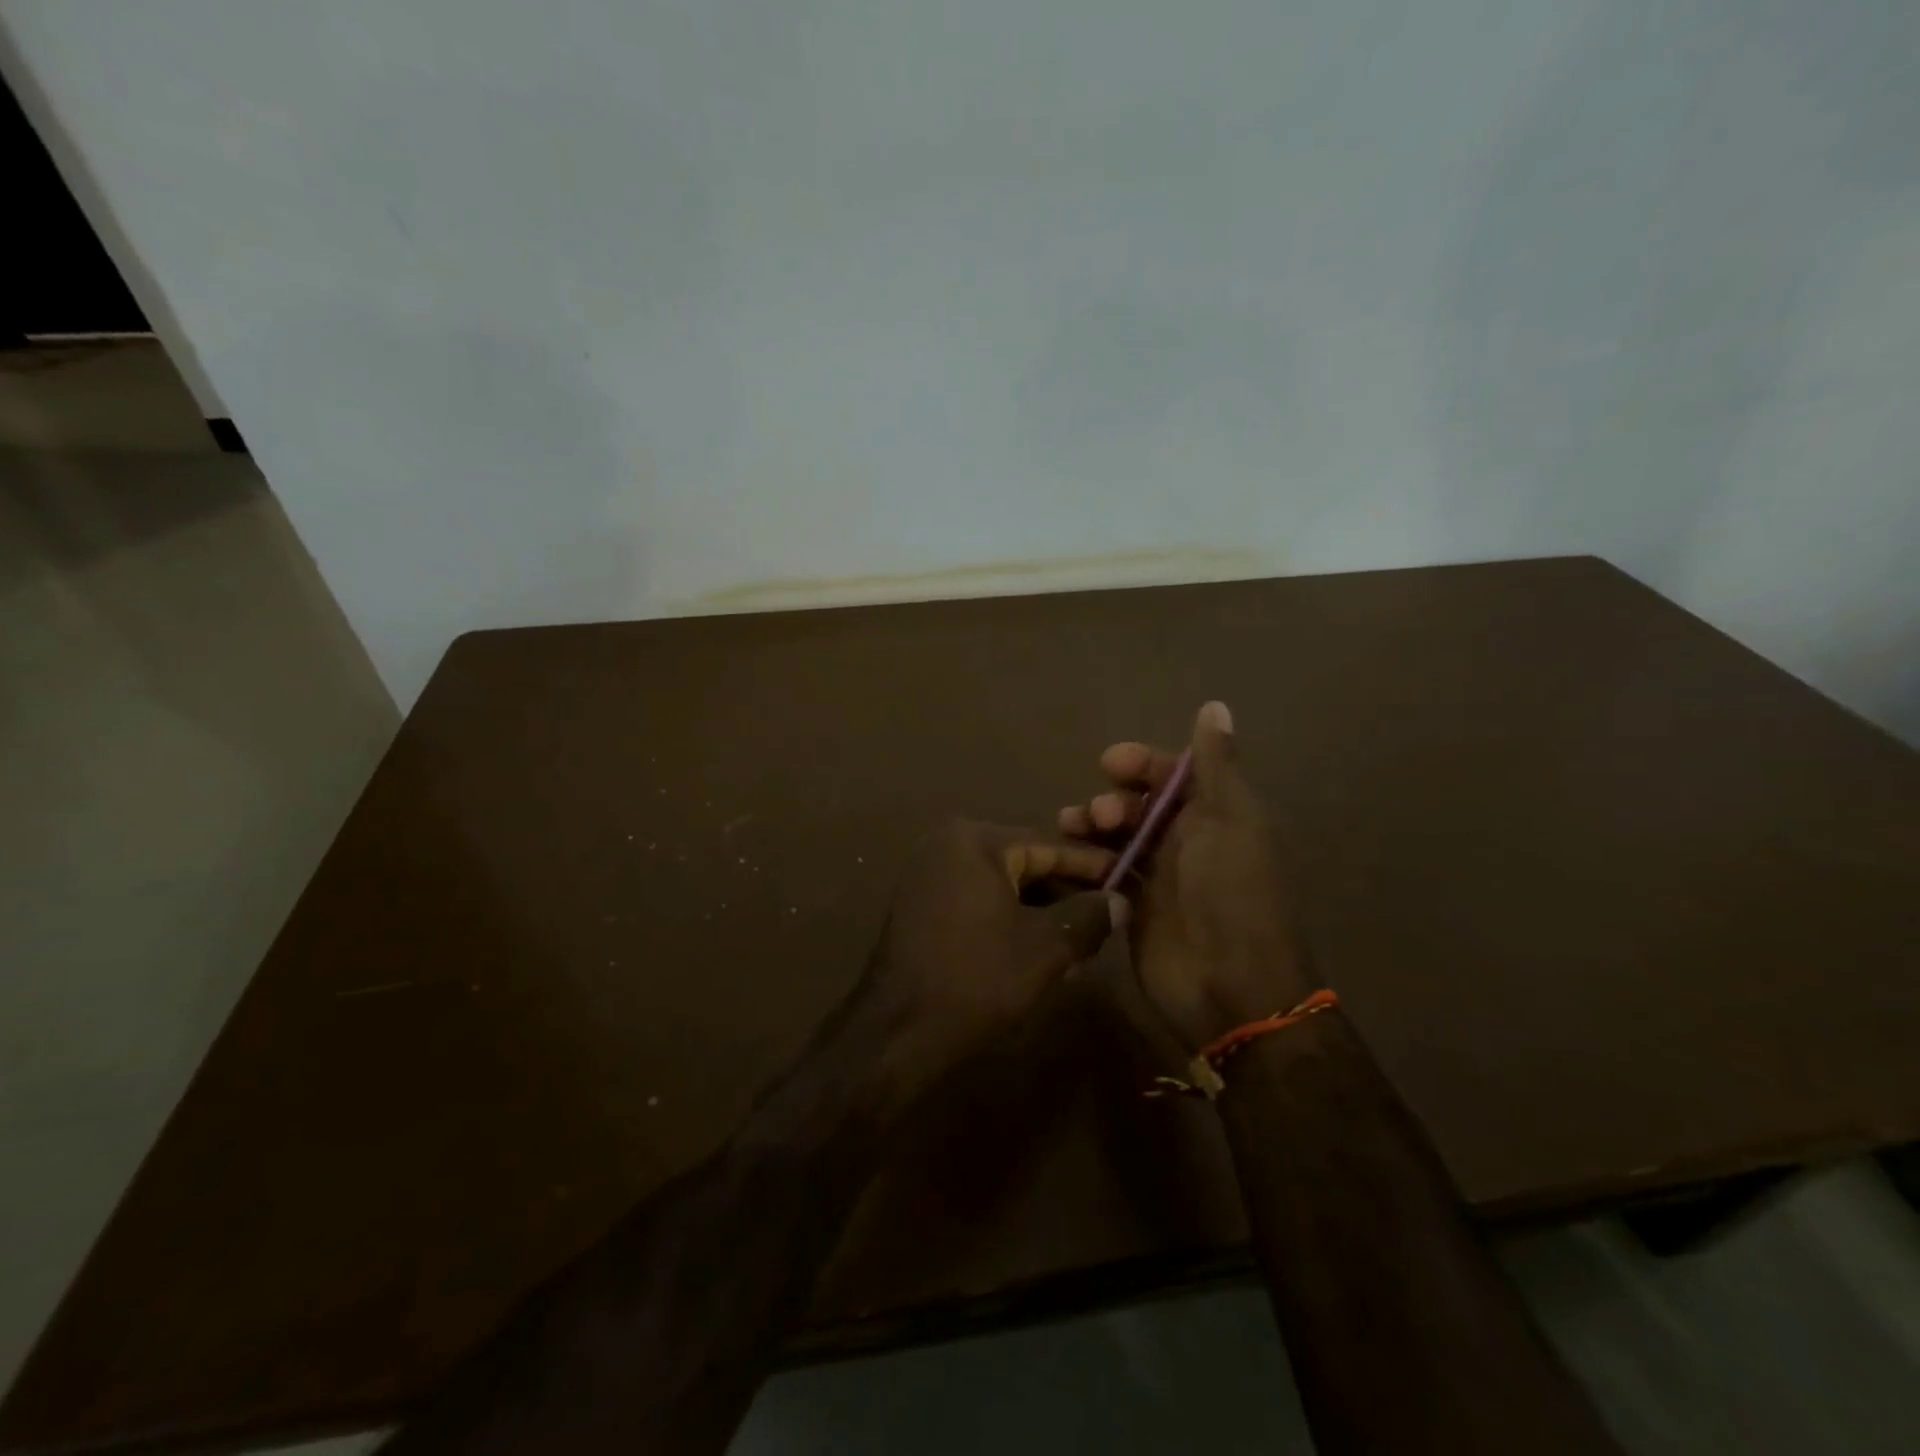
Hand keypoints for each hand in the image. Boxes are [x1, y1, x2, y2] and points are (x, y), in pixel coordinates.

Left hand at [854, 820, 1124, 1093]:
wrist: (896, 1032)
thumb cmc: (976, 979)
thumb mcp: (1045, 948)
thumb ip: (1088, 916)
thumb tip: (1119, 901)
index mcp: (975, 840)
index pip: (1049, 845)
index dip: (1093, 865)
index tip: (1131, 877)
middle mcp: (948, 845)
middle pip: (1025, 864)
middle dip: (1068, 894)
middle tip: (1110, 918)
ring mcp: (930, 875)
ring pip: (1004, 886)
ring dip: (1043, 913)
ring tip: (1083, 945)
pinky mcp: (922, 906)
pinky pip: (980, 902)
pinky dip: (1011, 921)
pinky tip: (1043, 953)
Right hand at [1059, 702, 1315, 1049]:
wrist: (1230, 986)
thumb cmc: (1232, 894)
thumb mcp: (1230, 819)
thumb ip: (1216, 765)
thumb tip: (1216, 705)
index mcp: (1215, 815)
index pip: (1174, 774)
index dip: (1143, 763)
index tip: (1111, 762)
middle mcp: (1187, 841)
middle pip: (1140, 804)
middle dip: (1113, 800)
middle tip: (1098, 816)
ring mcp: (1160, 877)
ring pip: (1117, 836)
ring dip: (1092, 827)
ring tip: (1071, 831)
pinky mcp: (1135, 908)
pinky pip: (1106, 872)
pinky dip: (1088, 861)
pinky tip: (1069, 861)